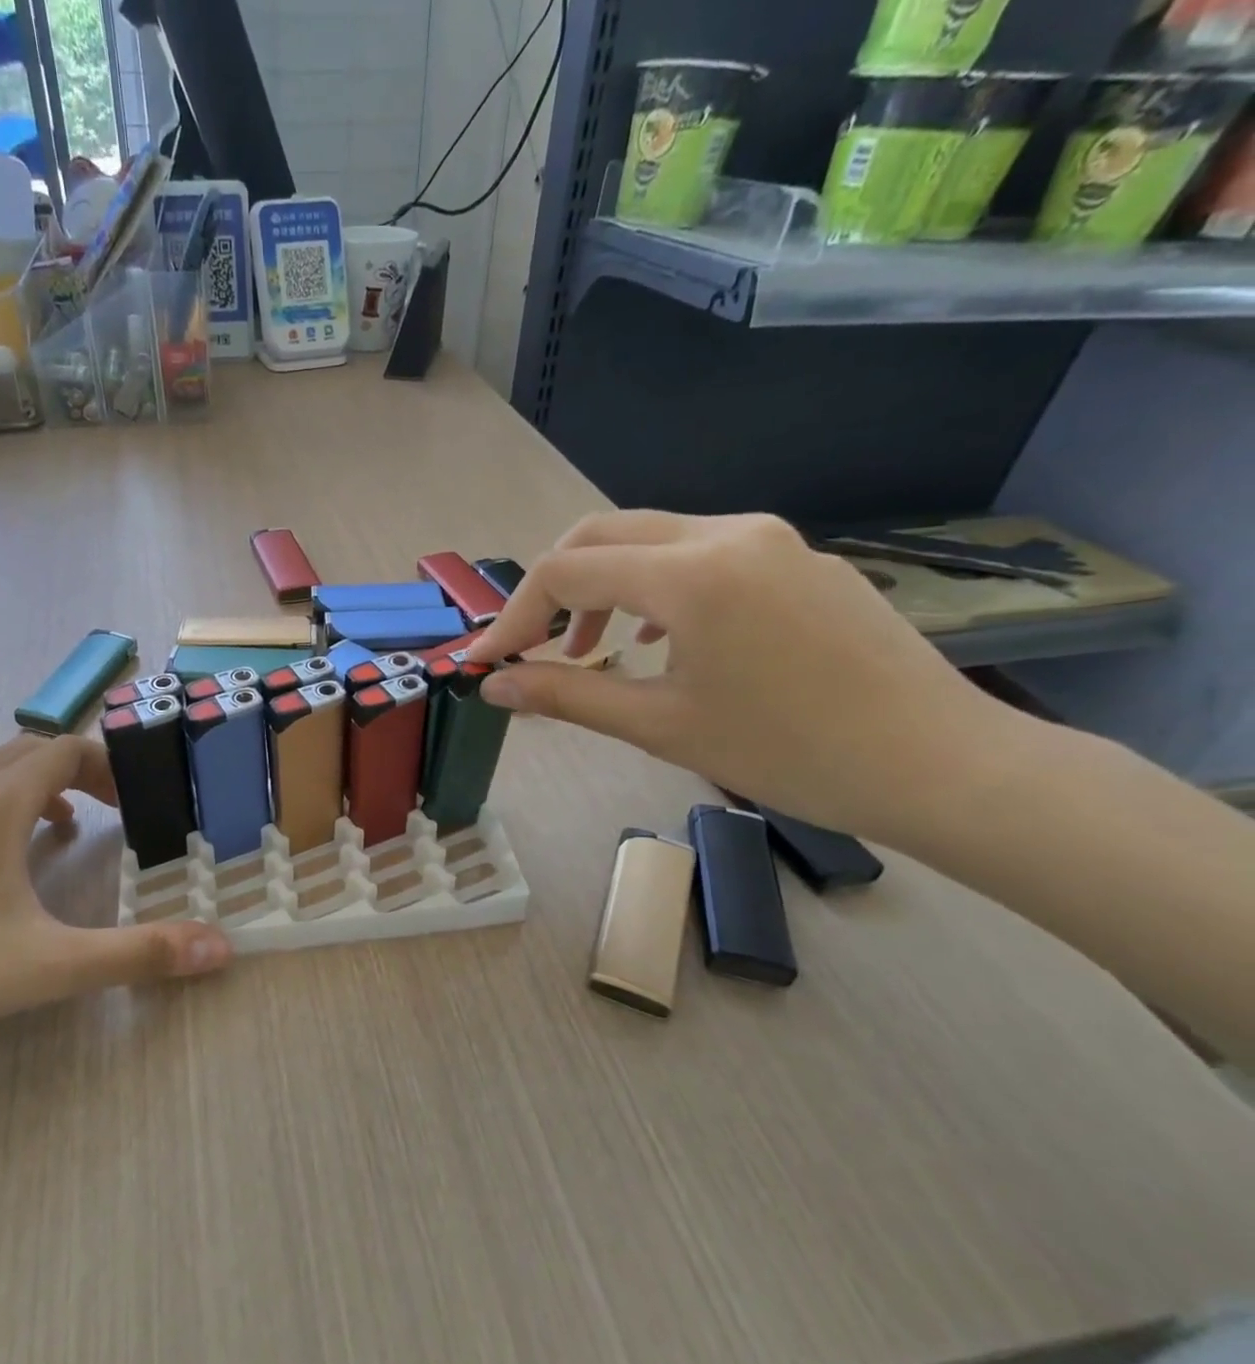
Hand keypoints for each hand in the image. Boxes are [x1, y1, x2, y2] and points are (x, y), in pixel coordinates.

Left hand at [0, 737, 231, 1084]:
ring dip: (20, 783)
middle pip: (21, 748)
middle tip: (100, 815)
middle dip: (70, 772)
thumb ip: (140, 955)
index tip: (128, 805)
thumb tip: (222, 948)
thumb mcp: (49, 968)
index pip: (63, 749)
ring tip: (43, 831)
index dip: (105, 767)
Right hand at [468, 511, 1014, 839]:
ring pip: (651, 537)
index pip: (567, 571)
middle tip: (532, 646)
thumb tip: (495, 686)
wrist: (939, 763)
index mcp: (691, 574)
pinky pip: (702, 551)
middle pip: (602, 533)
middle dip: (552, 588)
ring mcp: (770, 539)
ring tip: (593, 649)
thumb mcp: (660, 727)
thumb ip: (568, 696)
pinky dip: (655, 584)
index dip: (515, 616)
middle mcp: (727, 533)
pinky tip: (660, 636)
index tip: (490, 662)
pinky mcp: (798, 558)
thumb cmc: (789, 752)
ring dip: (603, 584)